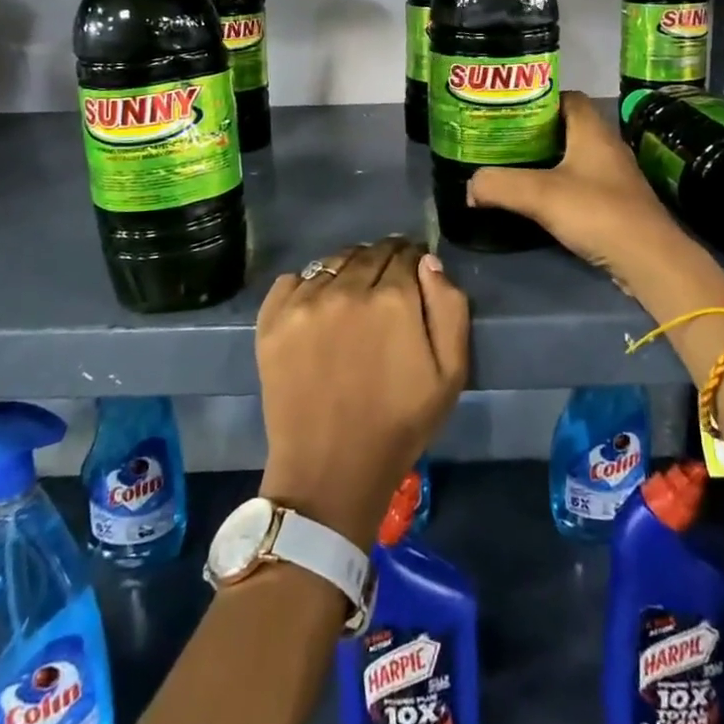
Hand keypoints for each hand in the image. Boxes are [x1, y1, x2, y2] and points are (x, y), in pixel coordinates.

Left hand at [257, 237, 469, 549]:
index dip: (413, 261)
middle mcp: (347, 289)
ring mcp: (304, 302)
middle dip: (384, 261)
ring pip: (333, 262)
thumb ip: (449, 308)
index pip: (405, 254)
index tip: (414, 274)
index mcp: (394, 299)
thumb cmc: (399, 424)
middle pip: (369, 253)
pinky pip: (293, 279)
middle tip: (386, 284)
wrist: (330, 469)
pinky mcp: (272, 319)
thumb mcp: (450, 373)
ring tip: (352, 294)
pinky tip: (318, 307)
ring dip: (348, 269)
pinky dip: (309, 284)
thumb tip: (428, 262)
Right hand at [467, 90, 699, 304]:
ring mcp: (614, 176)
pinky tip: (538, 200)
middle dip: (535, 131)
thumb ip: (499, 184)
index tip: (508, 109)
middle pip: (567, 127)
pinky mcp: (616, 203)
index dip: (538, 98)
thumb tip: (471, 184)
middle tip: (501, 140)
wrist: (648, 259)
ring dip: (547, 161)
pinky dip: (559, 186)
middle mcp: (607, 146)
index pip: (567, 97)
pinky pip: (581, 183)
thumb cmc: (597, 212)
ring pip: (574, 157)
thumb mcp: (539, 195)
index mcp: (593, 130)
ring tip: (513, 168)